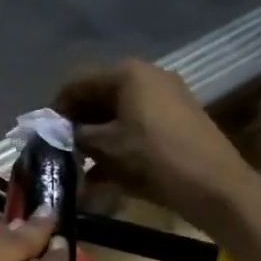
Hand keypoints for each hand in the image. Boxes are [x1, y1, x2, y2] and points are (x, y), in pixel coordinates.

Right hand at [56, 59, 253, 226]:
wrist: (216, 187)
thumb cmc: (153, 158)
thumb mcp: (105, 146)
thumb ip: (76, 134)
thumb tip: (58, 132)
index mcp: (127, 73)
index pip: (78, 82)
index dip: (57, 108)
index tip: (45, 135)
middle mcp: (148, 76)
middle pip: (99, 95)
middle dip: (78, 123)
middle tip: (62, 150)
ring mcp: (167, 98)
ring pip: (118, 113)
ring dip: (97, 137)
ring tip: (80, 165)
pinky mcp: (178, 120)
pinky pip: (137, 125)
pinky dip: (119, 144)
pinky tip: (104, 174)